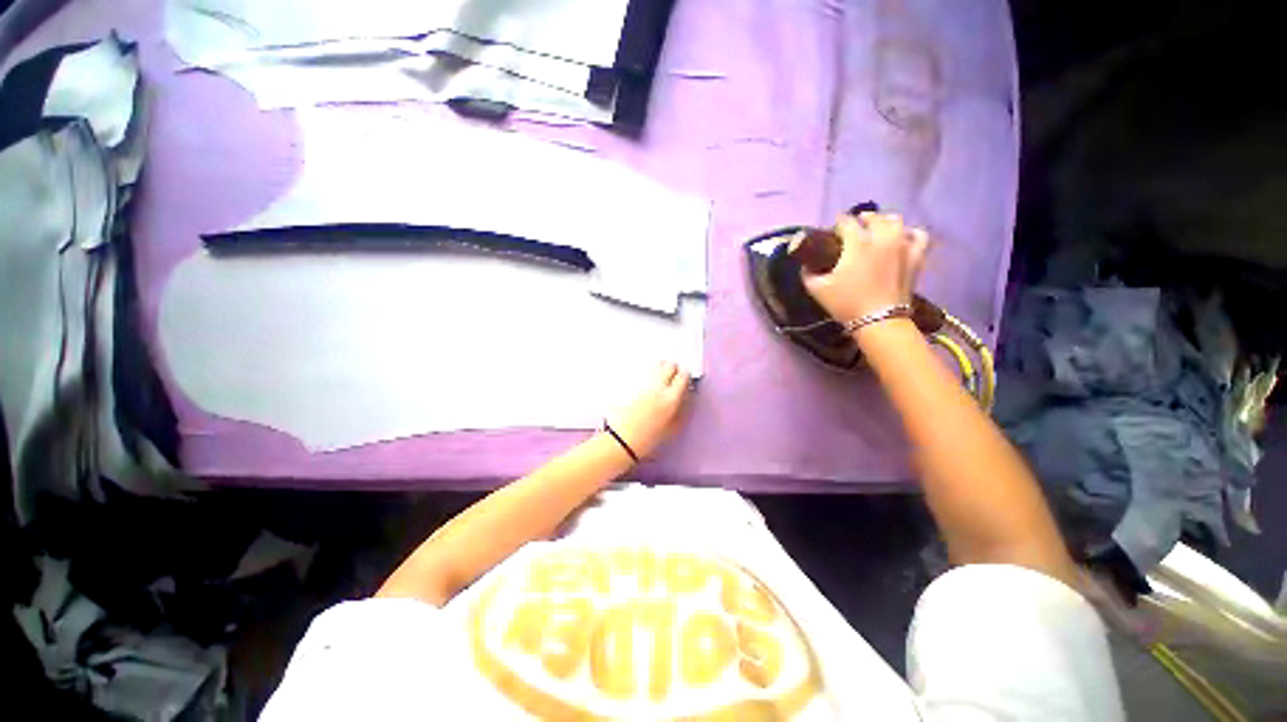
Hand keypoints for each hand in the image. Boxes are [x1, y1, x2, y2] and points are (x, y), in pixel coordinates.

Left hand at [605, 362, 690, 459]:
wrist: (621, 440)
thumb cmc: (649, 438)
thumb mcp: (674, 428)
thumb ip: (684, 408)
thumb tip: (689, 394)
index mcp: (671, 398)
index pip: (684, 376)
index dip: (685, 376)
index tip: (684, 381)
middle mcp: (657, 386)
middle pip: (670, 365)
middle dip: (673, 369)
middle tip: (672, 378)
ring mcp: (642, 381)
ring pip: (656, 364)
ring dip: (661, 368)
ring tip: (659, 378)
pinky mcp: (629, 381)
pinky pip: (644, 369)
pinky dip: (648, 371)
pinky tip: (646, 382)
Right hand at [802, 212, 928, 324]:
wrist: (879, 321)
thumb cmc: (846, 303)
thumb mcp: (816, 289)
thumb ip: (808, 273)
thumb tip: (805, 265)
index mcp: (857, 243)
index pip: (846, 221)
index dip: (837, 223)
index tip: (831, 232)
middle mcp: (882, 237)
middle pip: (873, 217)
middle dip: (861, 220)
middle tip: (853, 231)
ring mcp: (903, 245)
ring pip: (896, 221)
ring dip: (884, 222)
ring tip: (877, 231)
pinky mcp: (917, 256)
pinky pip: (918, 235)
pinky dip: (909, 234)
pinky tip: (902, 239)